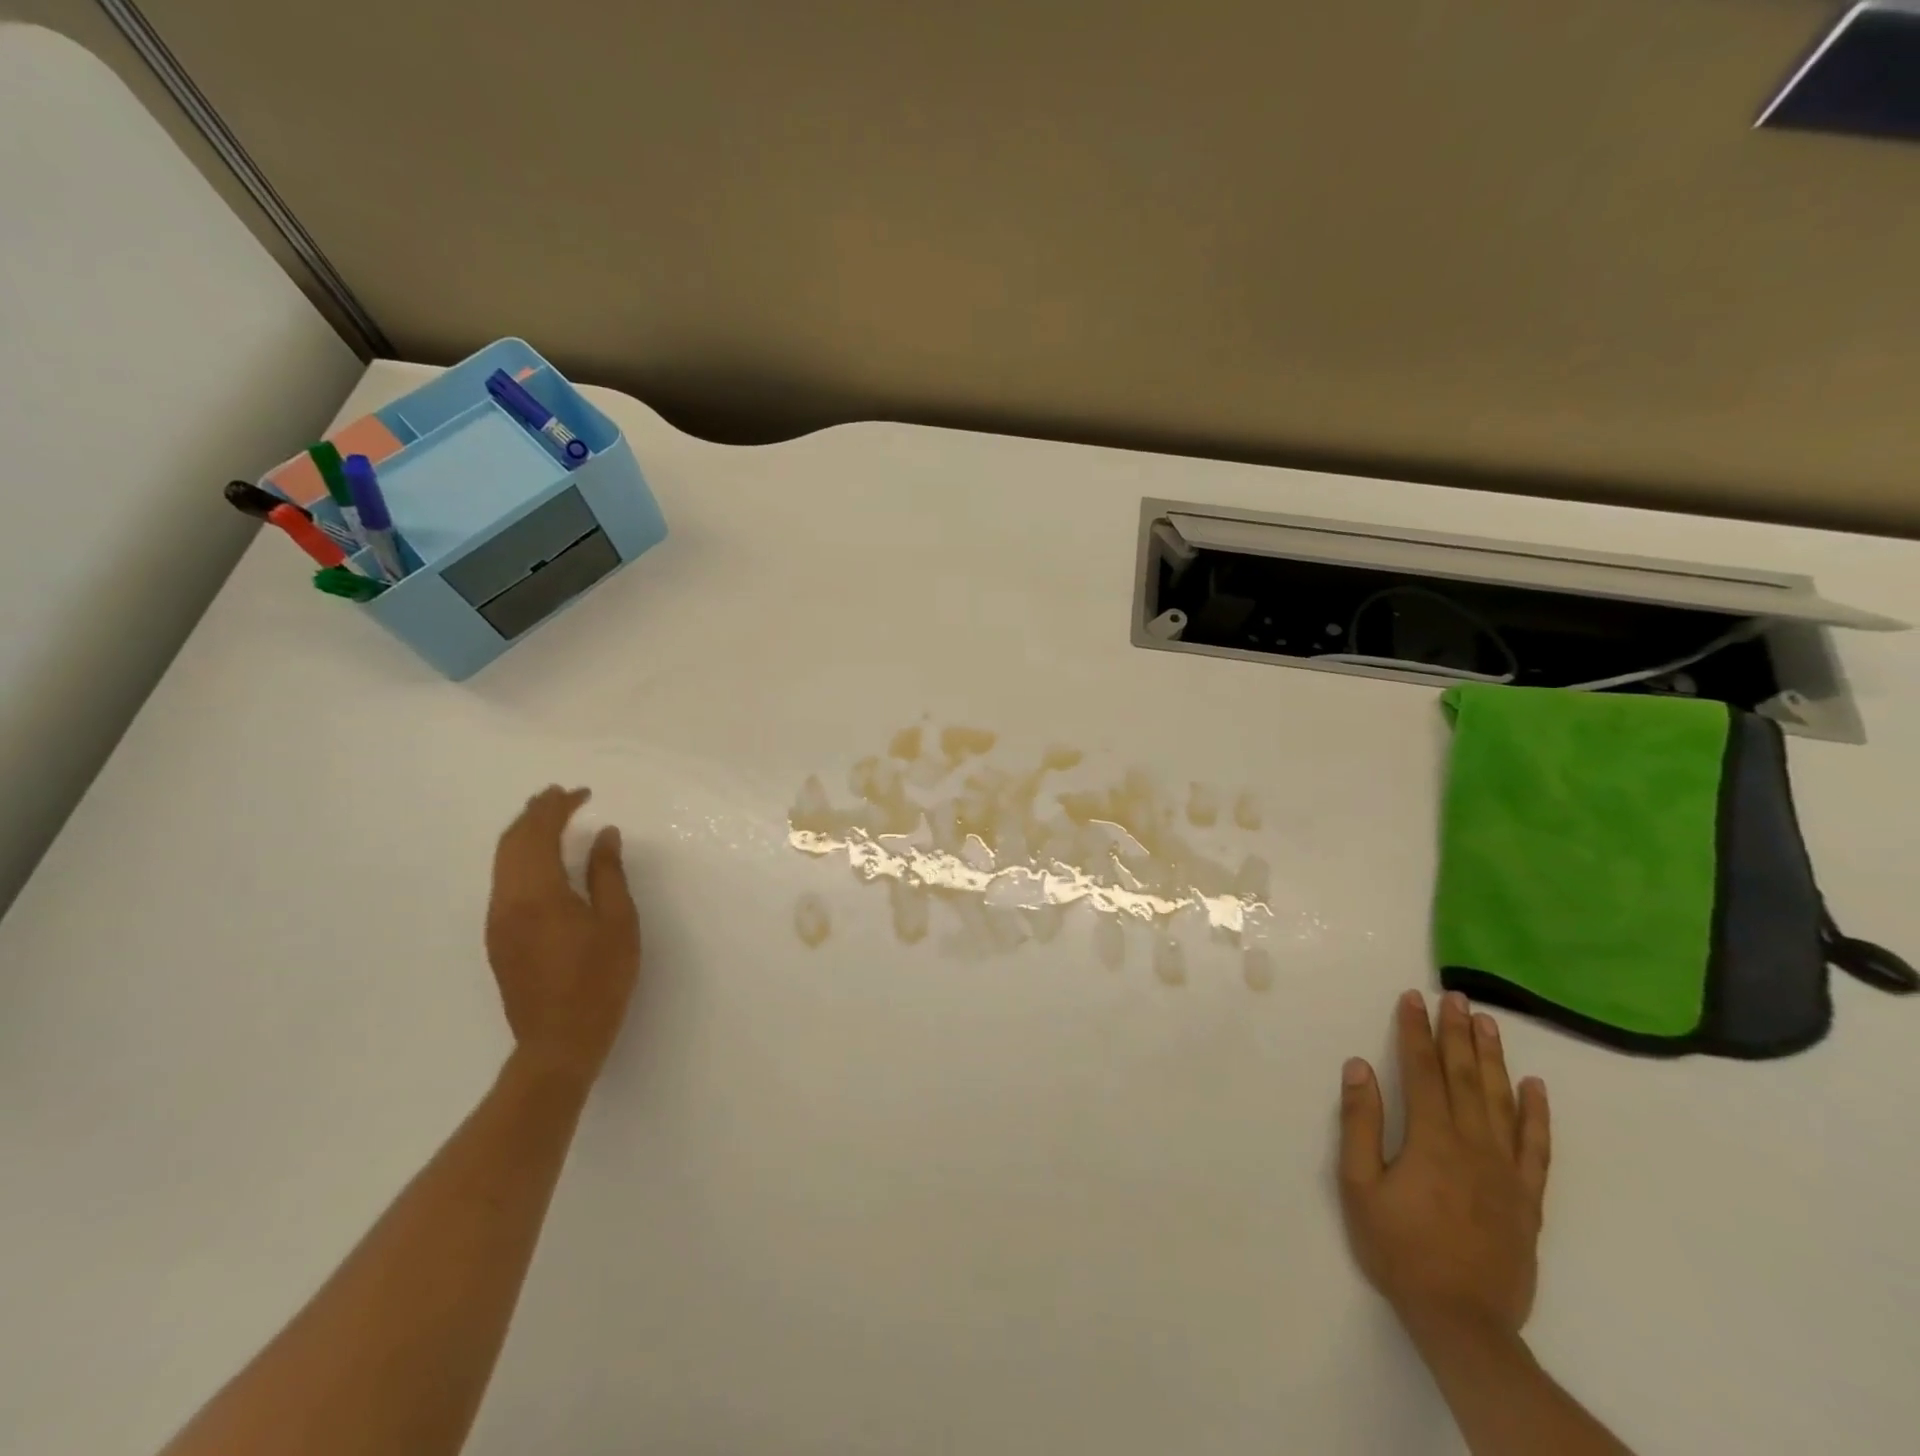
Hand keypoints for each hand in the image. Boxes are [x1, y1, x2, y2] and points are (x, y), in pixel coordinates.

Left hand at [485, 786, 640, 1087]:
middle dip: (535, 813)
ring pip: (502, 861)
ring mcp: (498, 920)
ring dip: (524, 834)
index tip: (582, 793)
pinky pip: (503, 881)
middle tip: (561, 795)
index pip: (538, 834)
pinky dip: (520, 857)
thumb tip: (603, 835)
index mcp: (537, 893)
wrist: (559, 1041)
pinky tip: (542, 859)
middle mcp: (507, 901)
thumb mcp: (618, 922)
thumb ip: (607, 873)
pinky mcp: (499, 937)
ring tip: (550, 817)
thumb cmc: (599, 980)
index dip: (558, 807)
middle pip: (511, 842)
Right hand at [1337, 991, 1550, 1343]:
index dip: (1415, 1031)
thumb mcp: (1359, 1186)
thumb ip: (1361, 1123)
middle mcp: (1474, 1145)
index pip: (1422, 1070)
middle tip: (1456, 996)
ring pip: (1502, 1101)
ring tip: (1487, 1023)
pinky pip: (1537, 1147)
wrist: (1463, 1322)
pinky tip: (1536, 1087)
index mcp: (1431, 1139)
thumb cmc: (1399, 1249)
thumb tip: (1360, 1067)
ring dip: (1493, 1058)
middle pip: (1465, 1077)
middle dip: (1457, 1032)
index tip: (1411, 998)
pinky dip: (1537, 1114)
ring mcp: (1507, 1171)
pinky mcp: (1528, 1199)